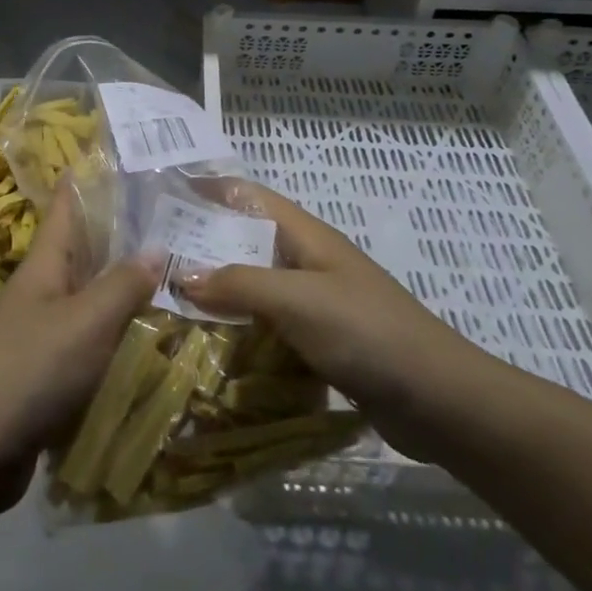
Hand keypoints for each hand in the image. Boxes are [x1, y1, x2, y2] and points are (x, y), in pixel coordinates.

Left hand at [0, 180, 156, 507]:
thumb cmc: (31, 369)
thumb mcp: (86, 321)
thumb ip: (123, 284)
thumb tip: (156, 247)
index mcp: (45, 264)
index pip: (65, 207)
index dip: (86, 179)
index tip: (120, 159)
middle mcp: (42, 291)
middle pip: (84, 252)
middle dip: (123, 237)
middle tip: (177, 223)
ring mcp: (42, 333)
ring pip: (91, 299)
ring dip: (126, 290)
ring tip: (177, 279)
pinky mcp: (47, 374)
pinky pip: (91, 344)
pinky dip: (118, 337)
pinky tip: (153, 342)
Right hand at [179, 180, 511, 462]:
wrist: (439, 400)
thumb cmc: (366, 332)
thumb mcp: (297, 300)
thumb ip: (238, 284)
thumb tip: (180, 276)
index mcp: (306, 237)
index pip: (249, 197)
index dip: (210, 190)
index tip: (165, 197)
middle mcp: (307, 262)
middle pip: (246, 243)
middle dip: (203, 247)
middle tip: (152, 262)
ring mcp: (315, 304)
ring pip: (255, 289)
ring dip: (219, 295)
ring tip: (169, 306)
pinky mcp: (320, 343)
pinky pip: (269, 328)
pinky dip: (241, 333)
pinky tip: (211, 349)